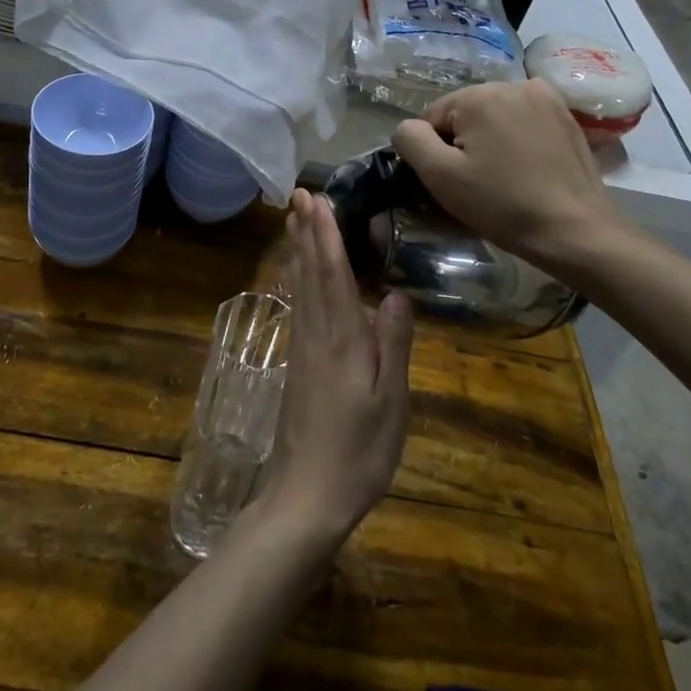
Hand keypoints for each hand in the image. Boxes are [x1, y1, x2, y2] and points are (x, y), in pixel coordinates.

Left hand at [254, 190, 413, 549]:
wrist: (306, 496)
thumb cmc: (358, 452)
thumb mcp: (390, 402)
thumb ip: (393, 345)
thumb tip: (395, 293)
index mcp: (342, 339)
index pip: (332, 273)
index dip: (325, 234)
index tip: (317, 199)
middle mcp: (316, 334)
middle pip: (309, 272)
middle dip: (305, 231)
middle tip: (298, 195)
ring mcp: (302, 349)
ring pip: (299, 287)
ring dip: (298, 250)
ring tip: (295, 221)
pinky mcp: (297, 365)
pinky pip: (298, 307)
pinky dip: (298, 280)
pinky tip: (298, 276)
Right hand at [391, 79, 641, 282]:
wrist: (575, 231)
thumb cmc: (501, 204)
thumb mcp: (440, 175)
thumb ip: (410, 140)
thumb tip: (408, 128)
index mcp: (479, 94)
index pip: (432, 117)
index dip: (435, 152)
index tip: (454, 181)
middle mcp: (513, 84)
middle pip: (465, 114)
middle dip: (464, 143)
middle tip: (477, 183)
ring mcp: (546, 98)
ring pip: (495, 117)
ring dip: (490, 140)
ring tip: (503, 177)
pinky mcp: (567, 116)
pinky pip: (524, 121)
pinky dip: (517, 139)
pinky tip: (526, 168)